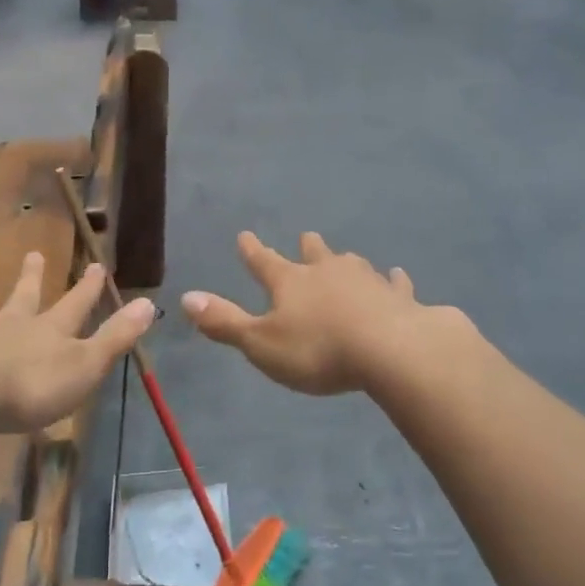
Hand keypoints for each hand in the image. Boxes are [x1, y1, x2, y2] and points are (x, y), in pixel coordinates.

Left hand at [0, 251, 152, 430]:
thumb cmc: (31, 385)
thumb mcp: (86, 365)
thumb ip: (116, 337)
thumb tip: (149, 304)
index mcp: (48, 332)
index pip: (75, 304)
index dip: (87, 287)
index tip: (96, 263)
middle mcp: (9, 328)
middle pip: (22, 297)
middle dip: (30, 277)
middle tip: (31, 253)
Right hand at [182, 231, 450, 395]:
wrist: (388, 349)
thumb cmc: (317, 350)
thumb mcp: (260, 343)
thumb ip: (224, 322)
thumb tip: (186, 297)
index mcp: (290, 282)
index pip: (263, 262)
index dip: (251, 251)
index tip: (244, 235)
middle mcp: (327, 272)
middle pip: (314, 254)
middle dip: (307, 247)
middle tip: (306, 237)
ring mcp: (366, 281)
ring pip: (352, 264)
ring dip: (345, 261)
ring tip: (345, 257)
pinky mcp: (398, 297)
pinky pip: (395, 284)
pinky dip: (394, 281)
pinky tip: (398, 276)